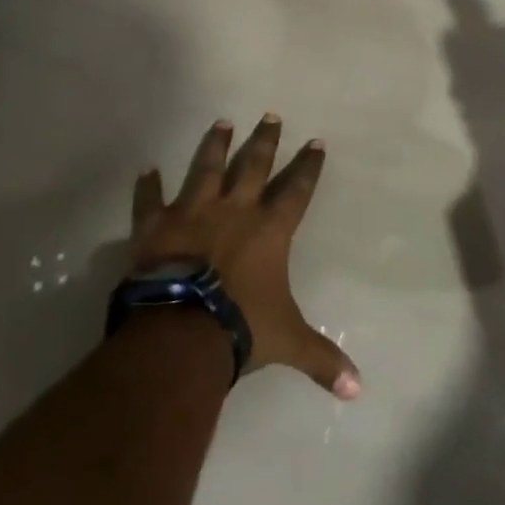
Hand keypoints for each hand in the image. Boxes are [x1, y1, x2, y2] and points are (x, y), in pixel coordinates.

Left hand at [129, 115, 361, 399]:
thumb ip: (322, 359)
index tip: (316, 141)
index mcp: (270, 230)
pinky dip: (147, 185)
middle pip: (254, 165)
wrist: (181, 332)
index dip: (308, 166)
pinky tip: (146, 167)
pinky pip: (150, 200)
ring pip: (207, 168)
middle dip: (265, 140)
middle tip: (270, 114)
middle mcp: (236, 210)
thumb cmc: (240, 328)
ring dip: (215, 145)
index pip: (297, 190)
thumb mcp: (287, 342)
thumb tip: (358, 390)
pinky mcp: (157, 225)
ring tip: (221, 121)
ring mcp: (194, 212)